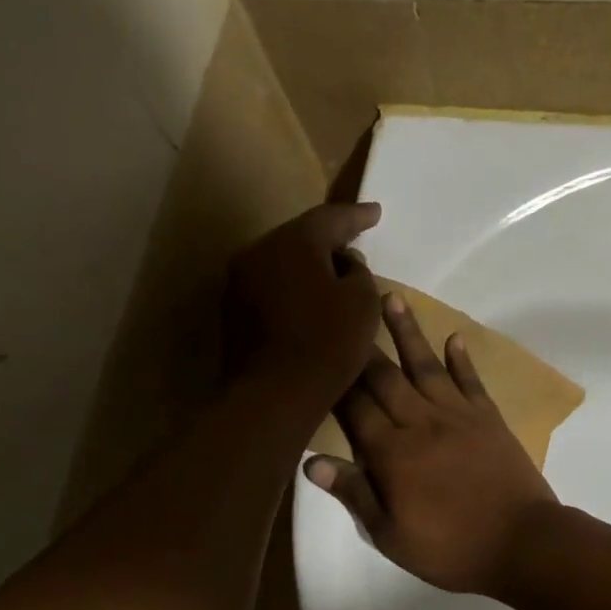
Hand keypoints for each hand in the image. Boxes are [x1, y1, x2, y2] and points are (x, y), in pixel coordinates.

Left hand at [224, 202, 382, 409]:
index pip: (330, 218)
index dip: (357, 216)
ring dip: (308, 267)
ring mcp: (239, 283)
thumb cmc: (327, 344)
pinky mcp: (234, 313)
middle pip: (300, 238)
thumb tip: (345, 263)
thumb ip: (359, 273)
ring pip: (282, 264)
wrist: (273, 396)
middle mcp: (259, 252)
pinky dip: (293, 289)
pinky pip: (271, 288)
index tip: (376, 213)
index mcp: (292, 242)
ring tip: (334, 276)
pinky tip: (310, 303)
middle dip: (329, 240)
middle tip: (354, 243)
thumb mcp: (363, 303)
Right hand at [305, 293, 559, 595]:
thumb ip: (354, 494)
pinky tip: (452, 337)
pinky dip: (461, 359)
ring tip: (392, 298)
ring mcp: (457, 416)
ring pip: (425, 366)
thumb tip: (312, 462)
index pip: (354, 408)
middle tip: (344, 309)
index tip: (317, 351)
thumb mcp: (391, 536)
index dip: (334, 380)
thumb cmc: (451, 548)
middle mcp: (420, 422)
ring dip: (407, 332)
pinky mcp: (489, 418)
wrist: (522, 543)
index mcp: (391, 453)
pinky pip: (471, 381)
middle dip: (361, 345)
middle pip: (384, 378)